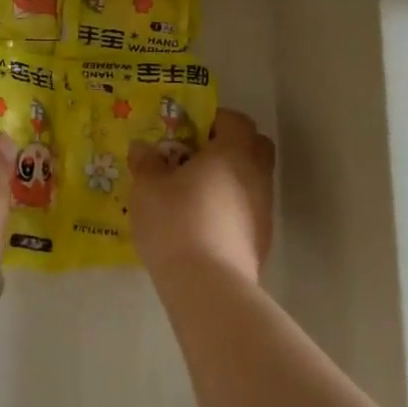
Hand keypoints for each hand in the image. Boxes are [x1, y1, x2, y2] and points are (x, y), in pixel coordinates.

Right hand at [128, 108, 275, 284]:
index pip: (237, 120)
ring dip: (231, 179)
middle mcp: (256, 175)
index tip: (190, 131)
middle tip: (197, 157)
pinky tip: (204, 224)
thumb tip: (143, 148)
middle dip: (231, 145)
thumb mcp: (147, 188)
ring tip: (195, 194)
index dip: (215, 120)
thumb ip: (146, 162)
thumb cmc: (176, 222)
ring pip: (253, 179)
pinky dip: (232, 208)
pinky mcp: (262, 240)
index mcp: (232, 152)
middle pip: (256, 146)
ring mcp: (264, 209)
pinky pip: (249, 209)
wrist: (208, 286)